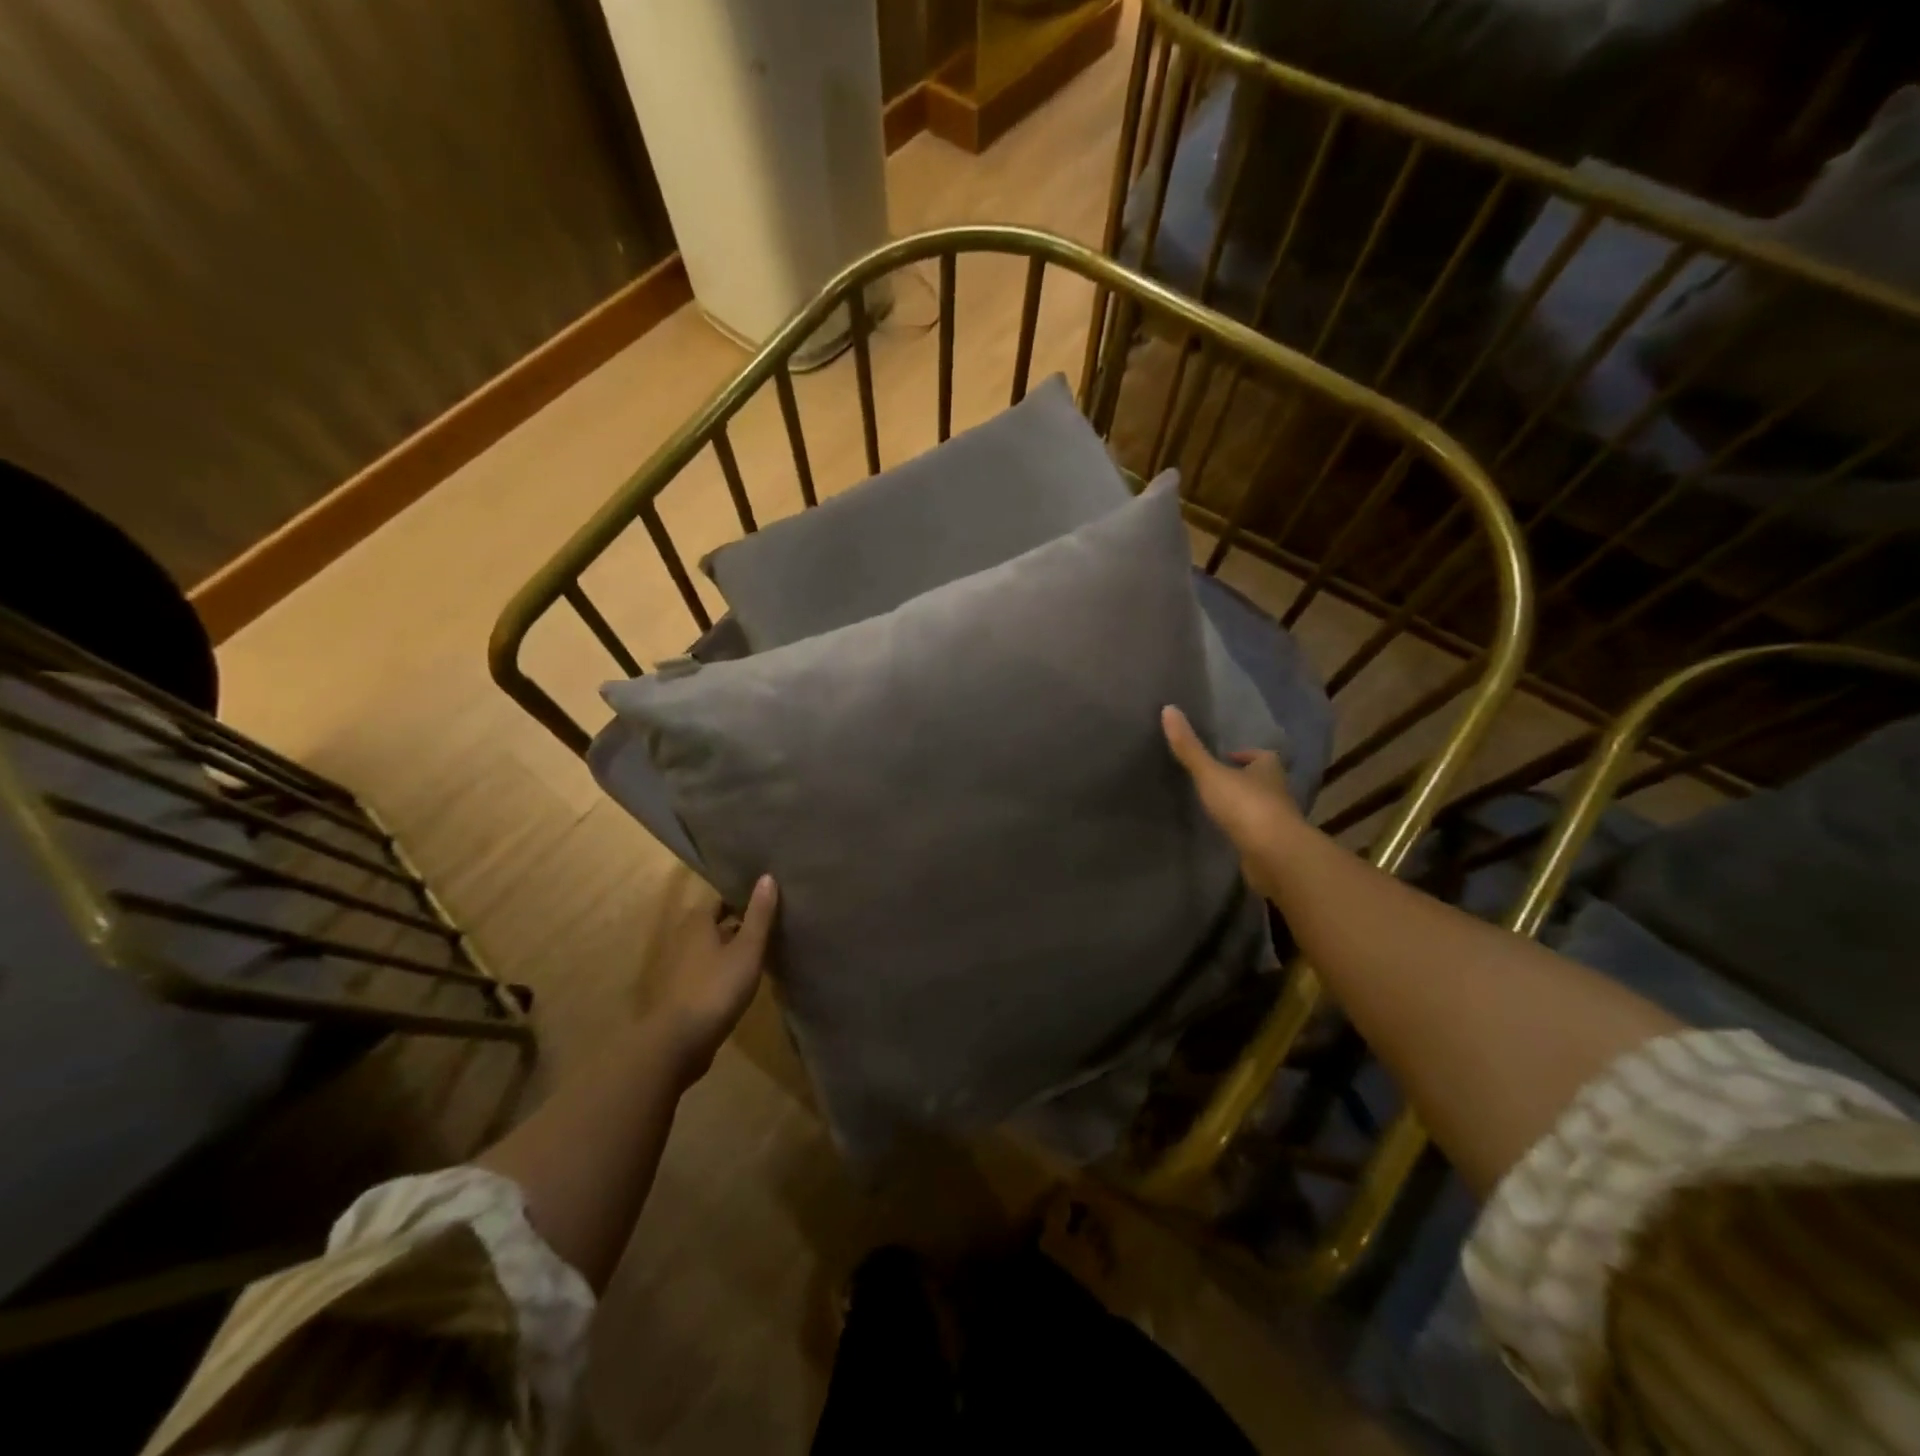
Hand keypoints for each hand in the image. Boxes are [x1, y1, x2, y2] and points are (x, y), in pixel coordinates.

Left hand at [651, 874, 777, 1080]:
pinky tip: (742, 980)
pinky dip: (722, 970)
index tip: (769, 902)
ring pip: (711, 949)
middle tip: (770, 926)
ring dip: (731, 949)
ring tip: (762, 952)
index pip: (722, 900)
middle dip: (740, 924)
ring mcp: (678, 967)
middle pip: (716, 924)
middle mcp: (683, 938)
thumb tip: (767, 876)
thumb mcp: (747, 949)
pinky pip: (706, 971)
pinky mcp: (679, 992)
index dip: (744, 900)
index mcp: (697, 922)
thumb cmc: (716, 988)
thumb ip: (759, 915)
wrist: (678, 1043)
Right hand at [1162, 705, 1304, 901]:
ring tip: (1216, 808)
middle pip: (1261, 780)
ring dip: (1243, 806)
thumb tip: (1168, 708)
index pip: (1260, 756)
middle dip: (1243, 780)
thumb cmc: (1245, 805)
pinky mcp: (1273, 846)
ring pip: (1259, 806)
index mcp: (1269, 768)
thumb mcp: (1210, 773)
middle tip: (1215, 782)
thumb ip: (1189, 748)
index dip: (1243, 755)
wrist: (1274, 854)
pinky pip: (1256, 832)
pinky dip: (1243, 830)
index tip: (1223, 758)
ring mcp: (1278, 820)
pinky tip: (1226, 834)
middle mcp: (1278, 791)